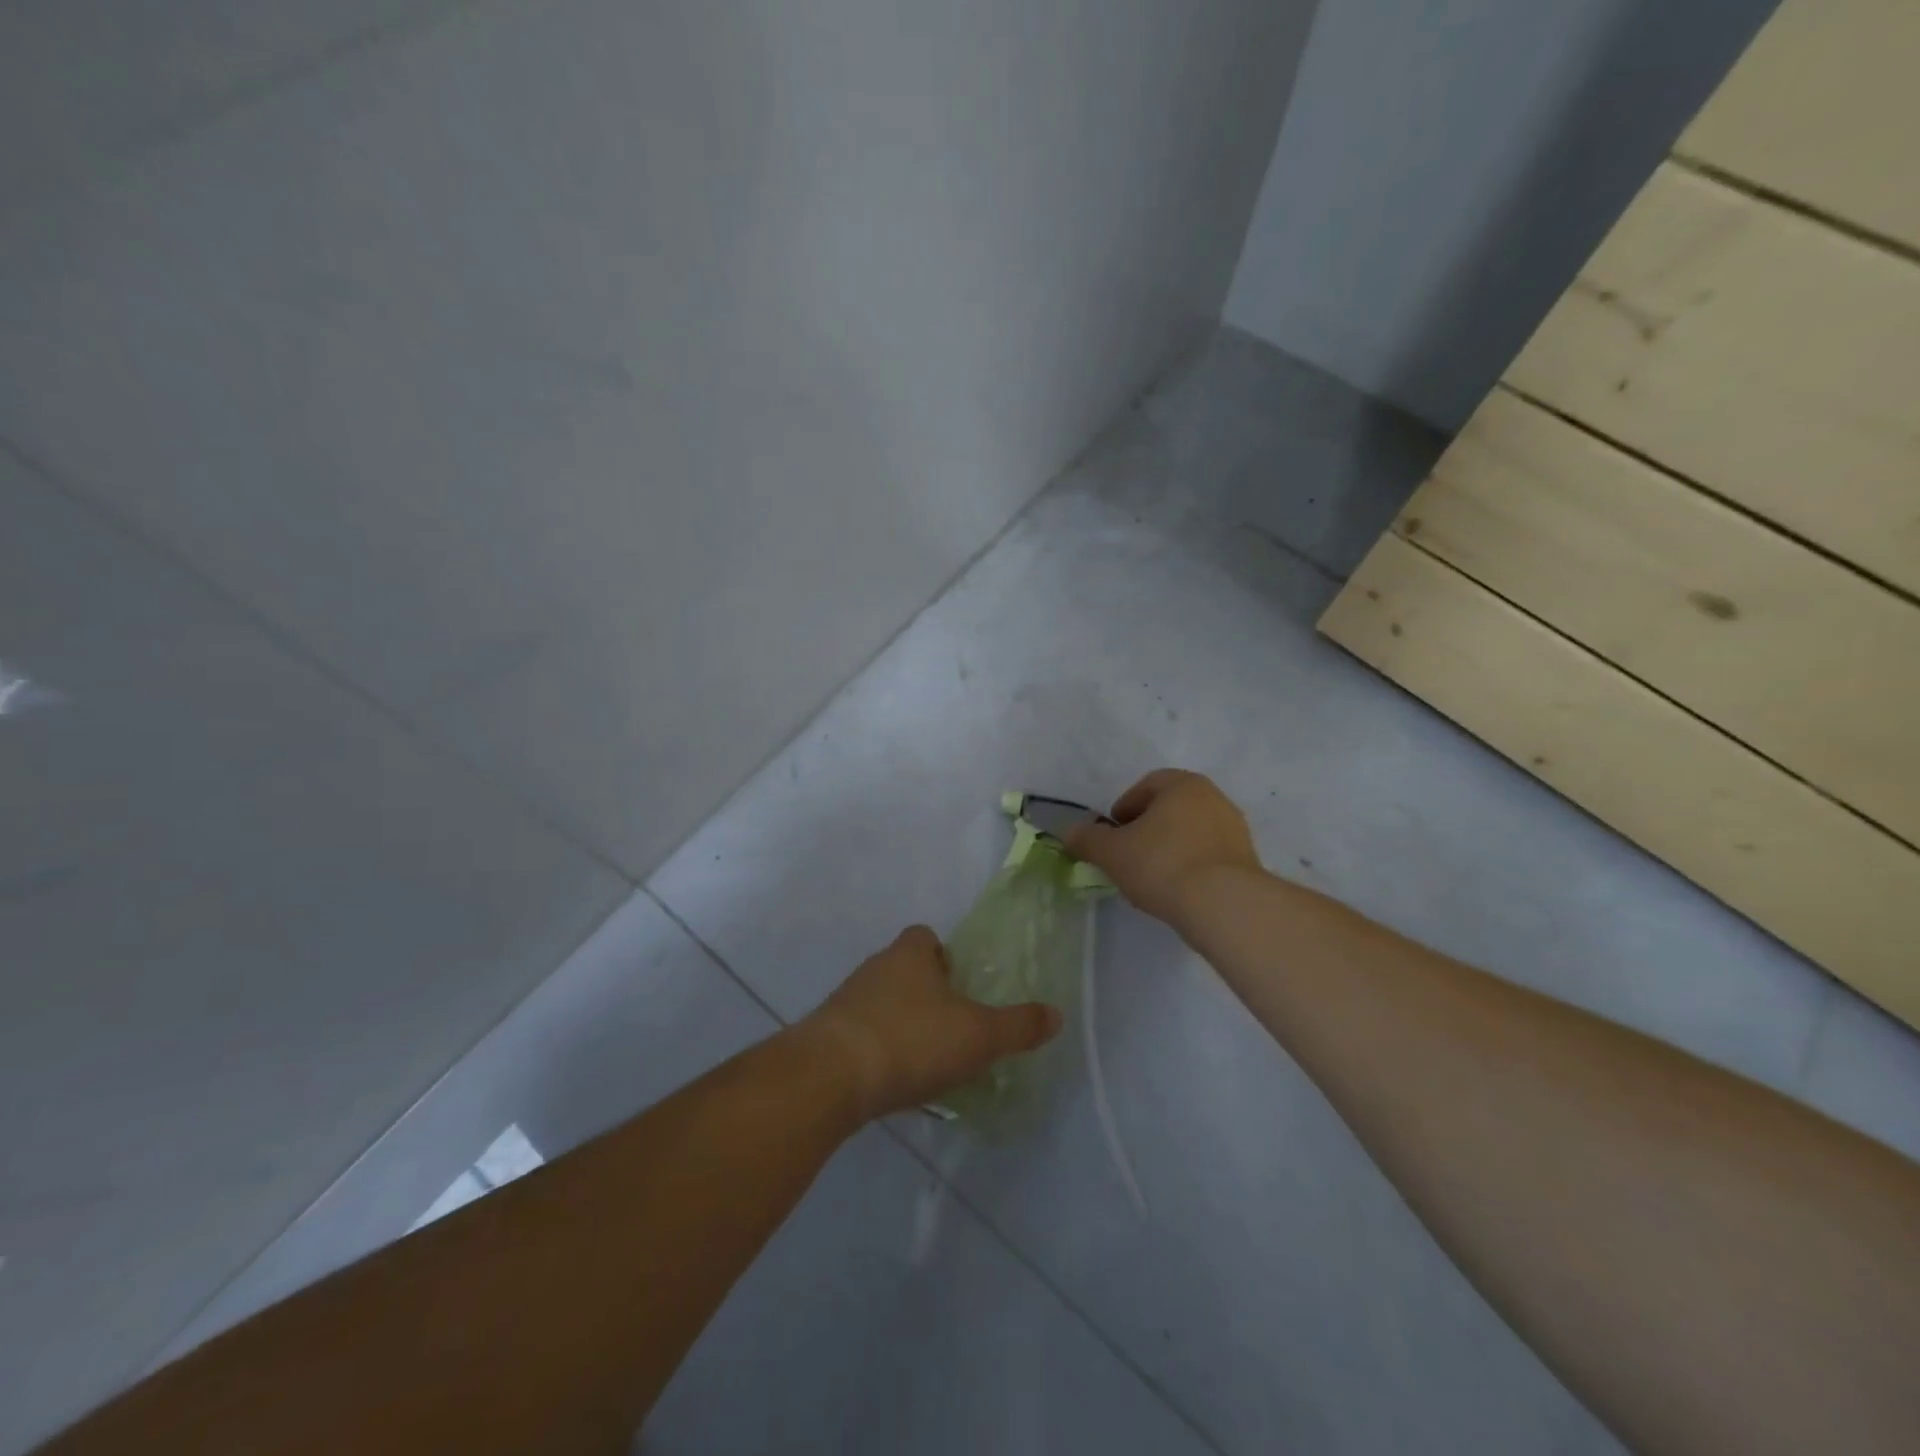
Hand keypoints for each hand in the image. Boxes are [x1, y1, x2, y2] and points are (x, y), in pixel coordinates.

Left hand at [798, 925, 1062, 1120]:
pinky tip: (894, 1080)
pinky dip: (878, 1051)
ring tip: (925, 1059)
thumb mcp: (979, 1035)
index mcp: (910, 954)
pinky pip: (861, 1035)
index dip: (943, 955)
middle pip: (903, 969)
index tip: (960, 985)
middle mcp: (875, 967)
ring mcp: (846, 1001)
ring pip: (881, 1003)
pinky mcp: (828, 1036)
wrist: (831, 1076)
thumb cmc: (912, 1039)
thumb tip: (1056, 1015)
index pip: (925, 937)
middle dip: (925, 993)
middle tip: (951, 1026)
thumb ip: (1018, 1026)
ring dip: (900, 1023)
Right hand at [1066, 769, 1260, 923]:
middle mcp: (1214, 798)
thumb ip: (1087, 839)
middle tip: (1128, 855)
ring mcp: (1235, 829)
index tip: (1112, 834)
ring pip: (1191, 832)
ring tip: (1151, 877)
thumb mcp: (1111, 852)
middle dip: (1147, 828)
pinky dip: (1190, 866)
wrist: (1224, 905)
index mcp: (1183, 784)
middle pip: (1170, 808)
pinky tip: (1177, 890)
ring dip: (1170, 848)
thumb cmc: (1162, 864)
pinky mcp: (1247, 860)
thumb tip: (1070, 832)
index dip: (1124, 808)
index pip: (1146, 785)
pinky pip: (1209, 855)